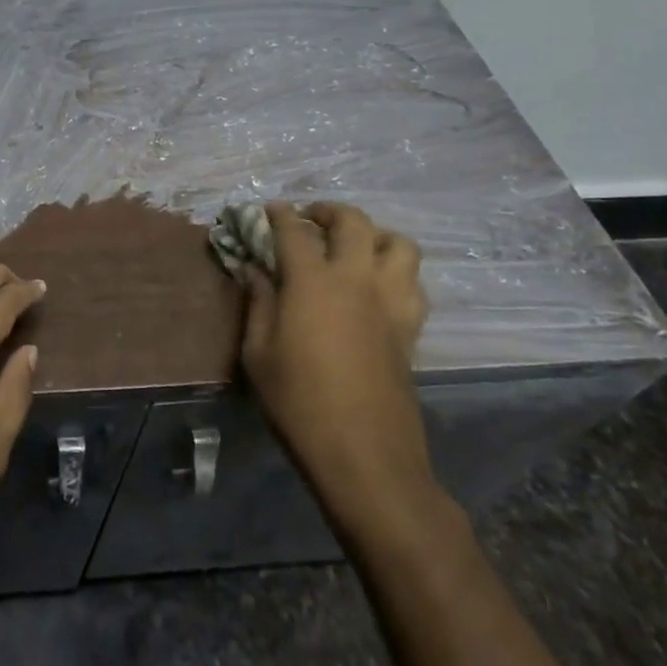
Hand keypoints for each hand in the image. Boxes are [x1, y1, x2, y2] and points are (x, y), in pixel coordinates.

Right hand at [241, 202, 434, 540]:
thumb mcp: (258, 353)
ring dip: (374, 234)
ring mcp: (391, 302)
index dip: (277, 215)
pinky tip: (376, 286)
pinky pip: (412, 281)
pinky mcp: (410, 328)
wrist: (364, 454)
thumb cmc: (298, 402)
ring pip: (398, 243)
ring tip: (353, 246)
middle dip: (328, 211)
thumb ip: (258, 302)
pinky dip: (395, 270)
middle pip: (353, 222)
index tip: (266, 211)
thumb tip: (254, 269)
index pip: (294, 230)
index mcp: (313, 282)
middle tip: (309, 219)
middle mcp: (357, 279)